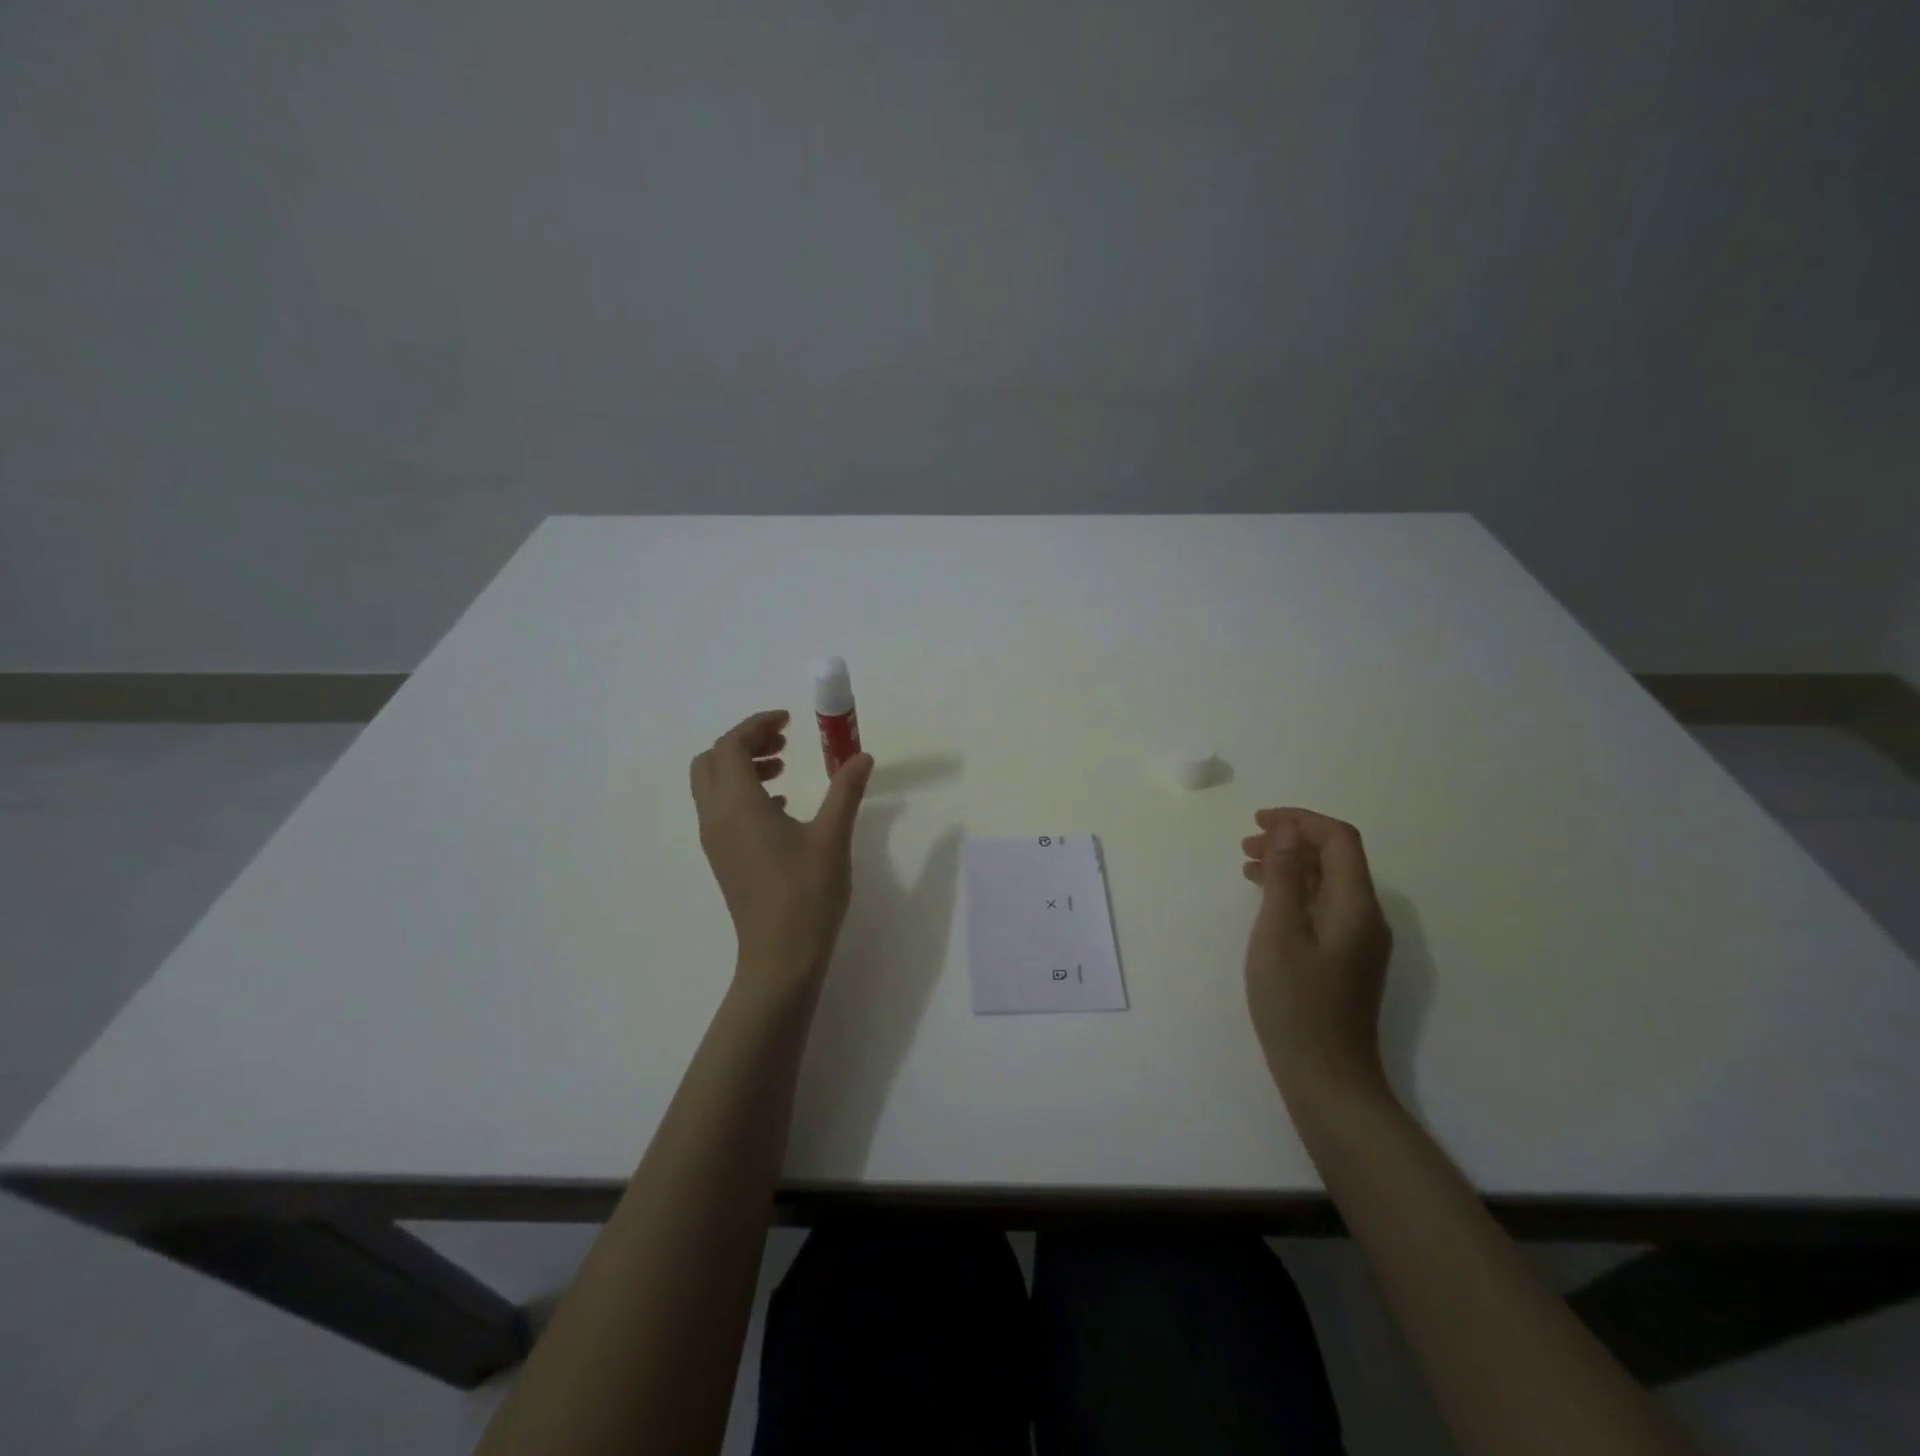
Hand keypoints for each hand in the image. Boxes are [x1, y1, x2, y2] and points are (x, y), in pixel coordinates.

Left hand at [690, 710, 873, 985]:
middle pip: (711, 761)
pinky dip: (742, 794)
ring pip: (712, 786)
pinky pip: (720, 810)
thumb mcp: (832, 837)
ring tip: (783, 769)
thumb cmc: (807, 893)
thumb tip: (861, 756)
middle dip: (744, 743)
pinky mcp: (722, 859)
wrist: (781, 956)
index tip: (790, 721)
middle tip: (783, 743)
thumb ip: (845, 790)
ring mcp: (715, 841)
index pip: (730, 746)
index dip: (756, 725)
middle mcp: (716, 818)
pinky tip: (780, 808)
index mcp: (738, 805)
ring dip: (741, 767)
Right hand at [1240, 809, 1394, 1104]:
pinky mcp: (1347, 960)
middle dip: (1293, 841)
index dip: (1300, 821)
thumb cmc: (1295, 1003)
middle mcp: (1367, 917)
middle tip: (1246, 844)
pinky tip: (1266, 902)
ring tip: (1247, 867)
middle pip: (1337, 858)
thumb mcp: (1279, 933)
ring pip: (1329, 883)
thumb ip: (1285, 878)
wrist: (1327, 1079)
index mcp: (1356, 905)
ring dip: (1291, 866)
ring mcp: (1359, 941)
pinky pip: (1324, 908)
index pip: (1339, 840)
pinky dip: (1295, 893)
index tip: (1258, 822)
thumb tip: (1287, 831)